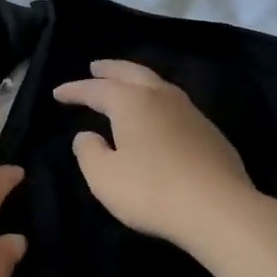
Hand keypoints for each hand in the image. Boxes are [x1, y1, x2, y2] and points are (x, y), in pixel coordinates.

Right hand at [53, 60, 258, 250]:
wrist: (219, 209)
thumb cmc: (151, 191)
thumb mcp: (104, 177)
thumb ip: (88, 152)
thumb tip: (86, 135)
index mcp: (132, 102)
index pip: (97, 89)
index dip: (75, 90)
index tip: (58, 93)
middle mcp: (162, 97)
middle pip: (132, 73)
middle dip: (110, 69)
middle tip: (95, 67)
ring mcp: (190, 112)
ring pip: (158, 84)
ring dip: (137, 81)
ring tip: (125, 85)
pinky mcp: (210, 132)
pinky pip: (175, 104)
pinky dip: (157, 101)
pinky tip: (157, 115)